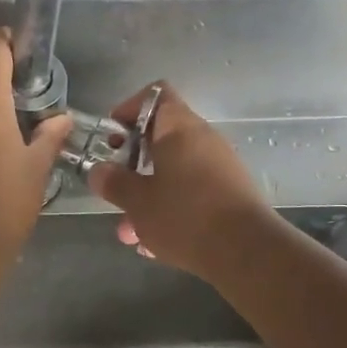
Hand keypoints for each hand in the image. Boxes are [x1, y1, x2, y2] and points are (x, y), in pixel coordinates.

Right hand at [86, 84, 272, 278]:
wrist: (247, 252)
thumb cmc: (185, 215)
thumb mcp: (137, 201)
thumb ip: (114, 183)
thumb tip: (99, 171)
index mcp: (179, 128)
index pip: (155, 95)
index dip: (128, 110)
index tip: (111, 139)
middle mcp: (203, 139)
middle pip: (161, 139)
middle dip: (133, 167)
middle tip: (115, 190)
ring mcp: (220, 167)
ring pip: (174, 173)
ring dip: (149, 198)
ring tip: (130, 234)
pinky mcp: (230, 195)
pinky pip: (192, 194)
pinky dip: (171, 211)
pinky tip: (156, 245)